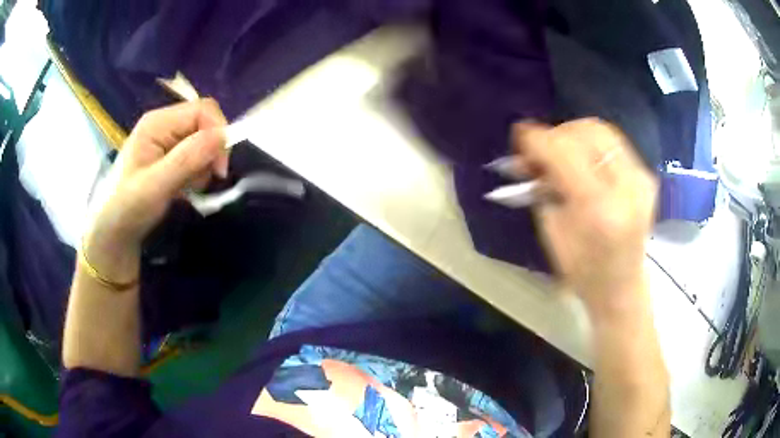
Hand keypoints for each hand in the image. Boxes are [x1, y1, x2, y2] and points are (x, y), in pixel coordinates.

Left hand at [87, 99, 228, 252]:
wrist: (114, 232)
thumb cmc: (128, 207)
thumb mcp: (156, 185)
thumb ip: (188, 158)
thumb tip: (224, 136)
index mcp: (158, 122)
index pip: (202, 110)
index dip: (218, 133)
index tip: (219, 170)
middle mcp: (164, 124)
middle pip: (204, 124)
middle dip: (211, 152)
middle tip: (203, 182)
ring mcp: (166, 140)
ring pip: (203, 141)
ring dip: (203, 166)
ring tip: (187, 188)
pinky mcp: (169, 155)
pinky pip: (196, 155)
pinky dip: (197, 173)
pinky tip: (183, 189)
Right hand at [510, 118, 657, 314]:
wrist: (621, 287)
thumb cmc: (583, 272)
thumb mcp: (553, 232)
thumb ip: (543, 188)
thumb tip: (529, 156)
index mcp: (598, 209)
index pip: (564, 152)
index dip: (538, 139)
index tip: (519, 136)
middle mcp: (626, 187)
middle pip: (587, 132)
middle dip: (557, 133)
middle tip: (540, 149)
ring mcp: (640, 179)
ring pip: (602, 131)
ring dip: (574, 134)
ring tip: (560, 151)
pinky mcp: (646, 177)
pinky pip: (614, 144)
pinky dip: (592, 144)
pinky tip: (582, 159)